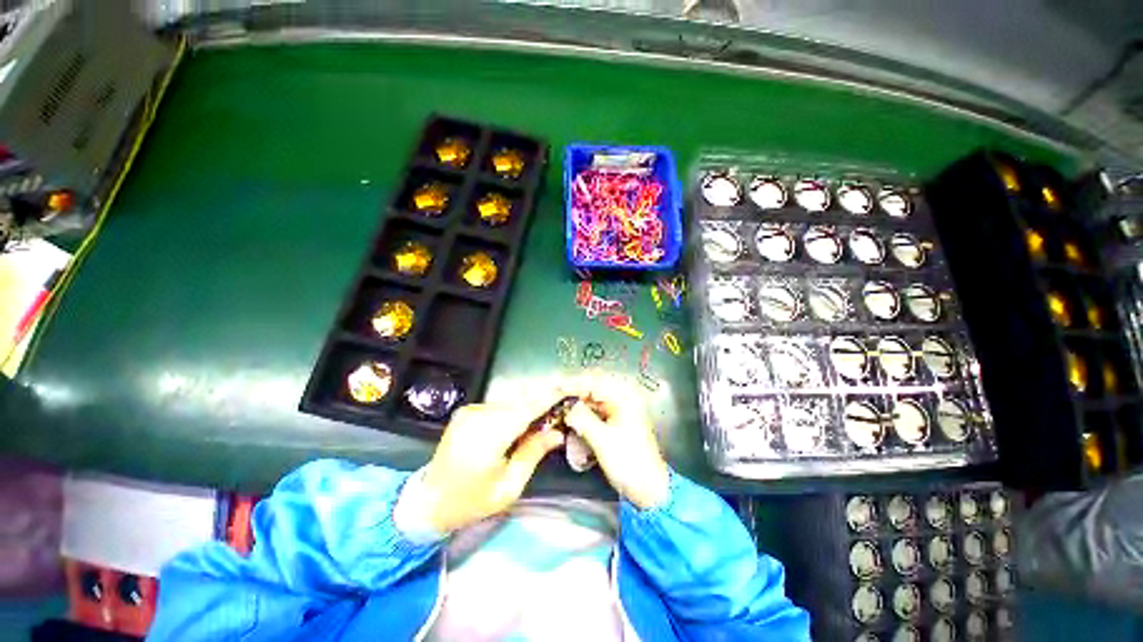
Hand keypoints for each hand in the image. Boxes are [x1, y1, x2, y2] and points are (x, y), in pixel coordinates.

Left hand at [419, 391, 567, 532]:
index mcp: (489, 436)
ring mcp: (470, 411)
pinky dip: (512, 412)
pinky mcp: (466, 411)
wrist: (428, 500)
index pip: (527, 409)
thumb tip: (557, 432)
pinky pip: (498, 407)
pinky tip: (516, 428)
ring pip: (510, 403)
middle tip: (558, 417)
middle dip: (541, 406)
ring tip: (539, 425)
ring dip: (527, 410)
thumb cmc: (471, 501)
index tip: (569, 390)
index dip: (550, 397)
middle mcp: (478, 416)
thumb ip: (533, 453)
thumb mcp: (509, 487)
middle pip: (520, 403)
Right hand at [564, 374, 669, 509]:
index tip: (555, 388)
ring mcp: (621, 411)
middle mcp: (624, 399)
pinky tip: (573, 420)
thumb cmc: (629, 462)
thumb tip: (567, 407)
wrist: (649, 488)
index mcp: (624, 398)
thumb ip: (582, 418)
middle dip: (574, 394)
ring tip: (560, 410)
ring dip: (577, 405)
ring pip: (593, 401)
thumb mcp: (602, 439)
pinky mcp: (617, 423)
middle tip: (555, 399)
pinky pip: (596, 412)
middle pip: (593, 389)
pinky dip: (584, 415)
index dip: (573, 384)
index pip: (594, 382)